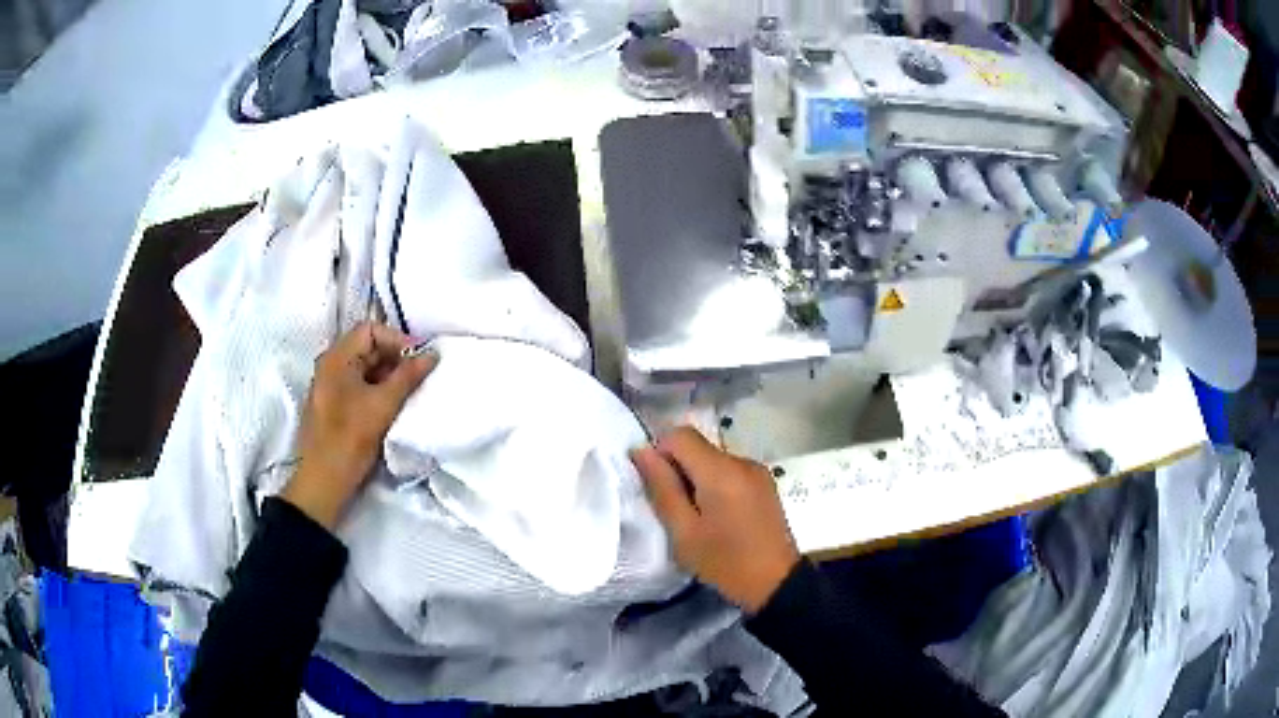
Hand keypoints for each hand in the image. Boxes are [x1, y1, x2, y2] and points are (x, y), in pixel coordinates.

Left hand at [282, 322, 436, 529]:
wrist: (323, 482)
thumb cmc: (350, 439)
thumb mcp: (383, 405)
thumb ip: (408, 376)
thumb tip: (432, 353)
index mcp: (336, 358)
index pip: (370, 330)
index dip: (398, 339)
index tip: (420, 360)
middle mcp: (331, 366)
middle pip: (367, 347)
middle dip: (396, 358)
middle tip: (420, 377)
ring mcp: (331, 386)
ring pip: (365, 368)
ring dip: (389, 376)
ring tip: (411, 392)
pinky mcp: (335, 406)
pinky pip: (360, 386)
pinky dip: (379, 390)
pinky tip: (395, 406)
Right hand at [632, 427, 799, 612]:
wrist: (776, 583)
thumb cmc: (725, 562)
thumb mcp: (684, 532)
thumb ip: (662, 488)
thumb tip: (641, 451)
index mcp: (721, 470)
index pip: (680, 435)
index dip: (659, 452)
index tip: (655, 485)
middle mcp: (742, 461)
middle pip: (698, 446)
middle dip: (678, 468)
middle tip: (674, 508)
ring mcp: (757, 471)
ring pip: (713, 459)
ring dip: (697, 478)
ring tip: (697, 516)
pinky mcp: (765, 483)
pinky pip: (730, 471)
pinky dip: (716, 484)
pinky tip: (718, 516)